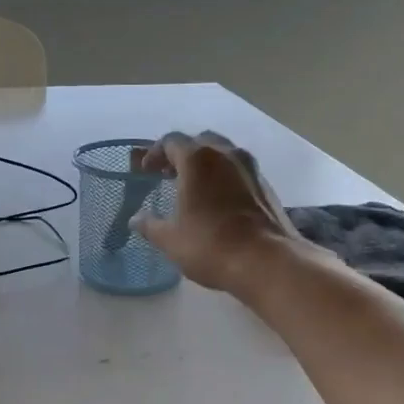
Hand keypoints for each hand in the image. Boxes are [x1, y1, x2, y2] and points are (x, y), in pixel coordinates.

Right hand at [129, 130, 312, 293]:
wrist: (267, 261)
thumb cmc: (211, 246)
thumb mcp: (171, 240)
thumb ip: (150, 225)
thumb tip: (136, 219)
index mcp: (198, 159)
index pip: (172, 141)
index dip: (155, 153)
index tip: (146, 171)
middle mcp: (227, 154)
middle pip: (200, 142)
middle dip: (182, 154)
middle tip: (169, 174)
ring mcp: (251, 168)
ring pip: (223, 154)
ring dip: (206, 165)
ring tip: (194, 188)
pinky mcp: (266, 186)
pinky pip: (239, 172)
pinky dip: (224, 178)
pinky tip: (218, 202)